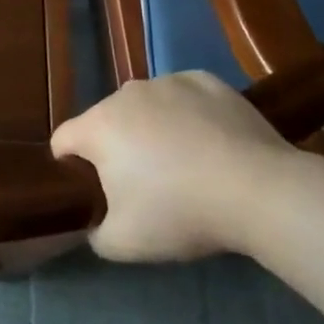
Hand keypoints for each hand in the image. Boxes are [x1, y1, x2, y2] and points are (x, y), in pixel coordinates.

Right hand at [51, 72, 294, 261]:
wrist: (260, 191)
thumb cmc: (182, 213)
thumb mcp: (125, 244)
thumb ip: (95, 233)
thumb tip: (94, 224)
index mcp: (98, 126)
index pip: (63, 140)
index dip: (70, 168)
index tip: (93, 193)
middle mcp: (125, 94)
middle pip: (106, 122)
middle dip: (116, 149)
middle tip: (145, 186)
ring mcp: (167, 82)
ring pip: (145, 107)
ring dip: (151, 129)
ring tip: (185, 164)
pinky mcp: (204, 80)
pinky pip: (183, 97)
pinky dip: (187, 115)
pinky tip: (211, 143)